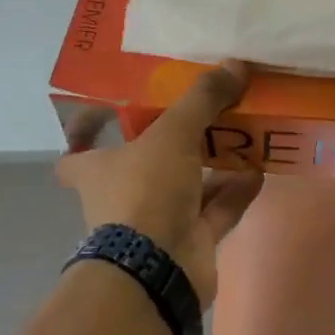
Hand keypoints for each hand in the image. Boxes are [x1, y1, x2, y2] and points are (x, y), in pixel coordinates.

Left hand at [56, 61, 263, 307]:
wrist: (159, 270)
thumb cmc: (145, 191)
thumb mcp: (172, 133)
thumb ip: (202, 98)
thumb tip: (235, 64)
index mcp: (98, 169)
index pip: (75, 152)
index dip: (86, 132)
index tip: (107, 109)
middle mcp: (122, 195)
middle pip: (143, 162)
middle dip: (171, 141)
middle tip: (201, 112)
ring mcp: (156, 222)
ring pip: (185, 186)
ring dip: (211, 164)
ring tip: (241, 135)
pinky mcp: (188, 243)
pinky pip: (215, 211)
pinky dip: (235, 192)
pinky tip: (258, 171)